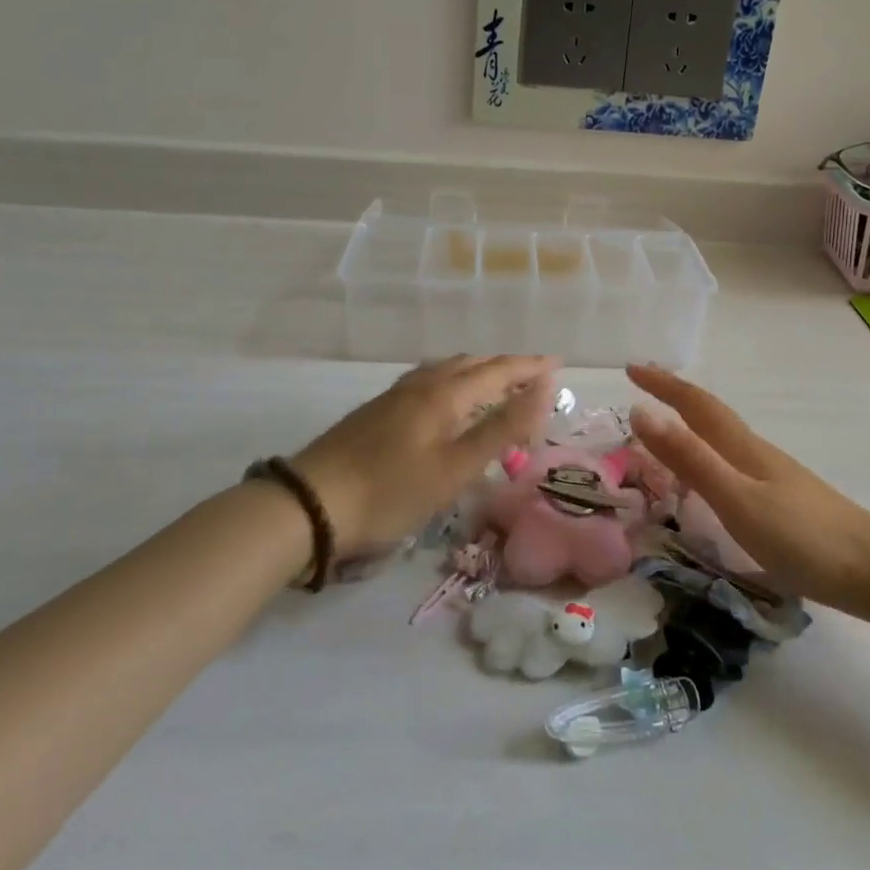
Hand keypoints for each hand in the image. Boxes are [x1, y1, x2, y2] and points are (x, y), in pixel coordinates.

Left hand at [290, 355, 558, 552]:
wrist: (310, 505)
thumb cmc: (390, 491)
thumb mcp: (455, 468)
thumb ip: (501, 429)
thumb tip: (544, 391)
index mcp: (444, 394)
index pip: (498, 370)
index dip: (530, 368)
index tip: (558, 364)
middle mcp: (422, 385)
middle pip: (472, 364)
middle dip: (507, 367)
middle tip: (534, 376)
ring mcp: (395, 396)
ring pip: (446, 370)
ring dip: (478, 371)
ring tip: (496, 382)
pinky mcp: (378, 411)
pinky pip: (428, 381)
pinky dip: (453, 382)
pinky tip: (445, 398)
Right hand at [627, 364, 869, 614]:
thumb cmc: (802, 537)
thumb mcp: (736, 498)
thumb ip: (689, 458)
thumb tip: (640, 411)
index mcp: (741, 447)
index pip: (695, 404)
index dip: (663, 384)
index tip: (631, 368)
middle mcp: (756, 452)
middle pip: (710, 414)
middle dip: (675, 396)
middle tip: (643, 386)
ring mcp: (774, 475)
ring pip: (723, 437)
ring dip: (691, 422)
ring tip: (668, 425)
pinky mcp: (785, 499)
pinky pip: (733, 460)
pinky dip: (710, 452)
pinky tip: (713, 474)